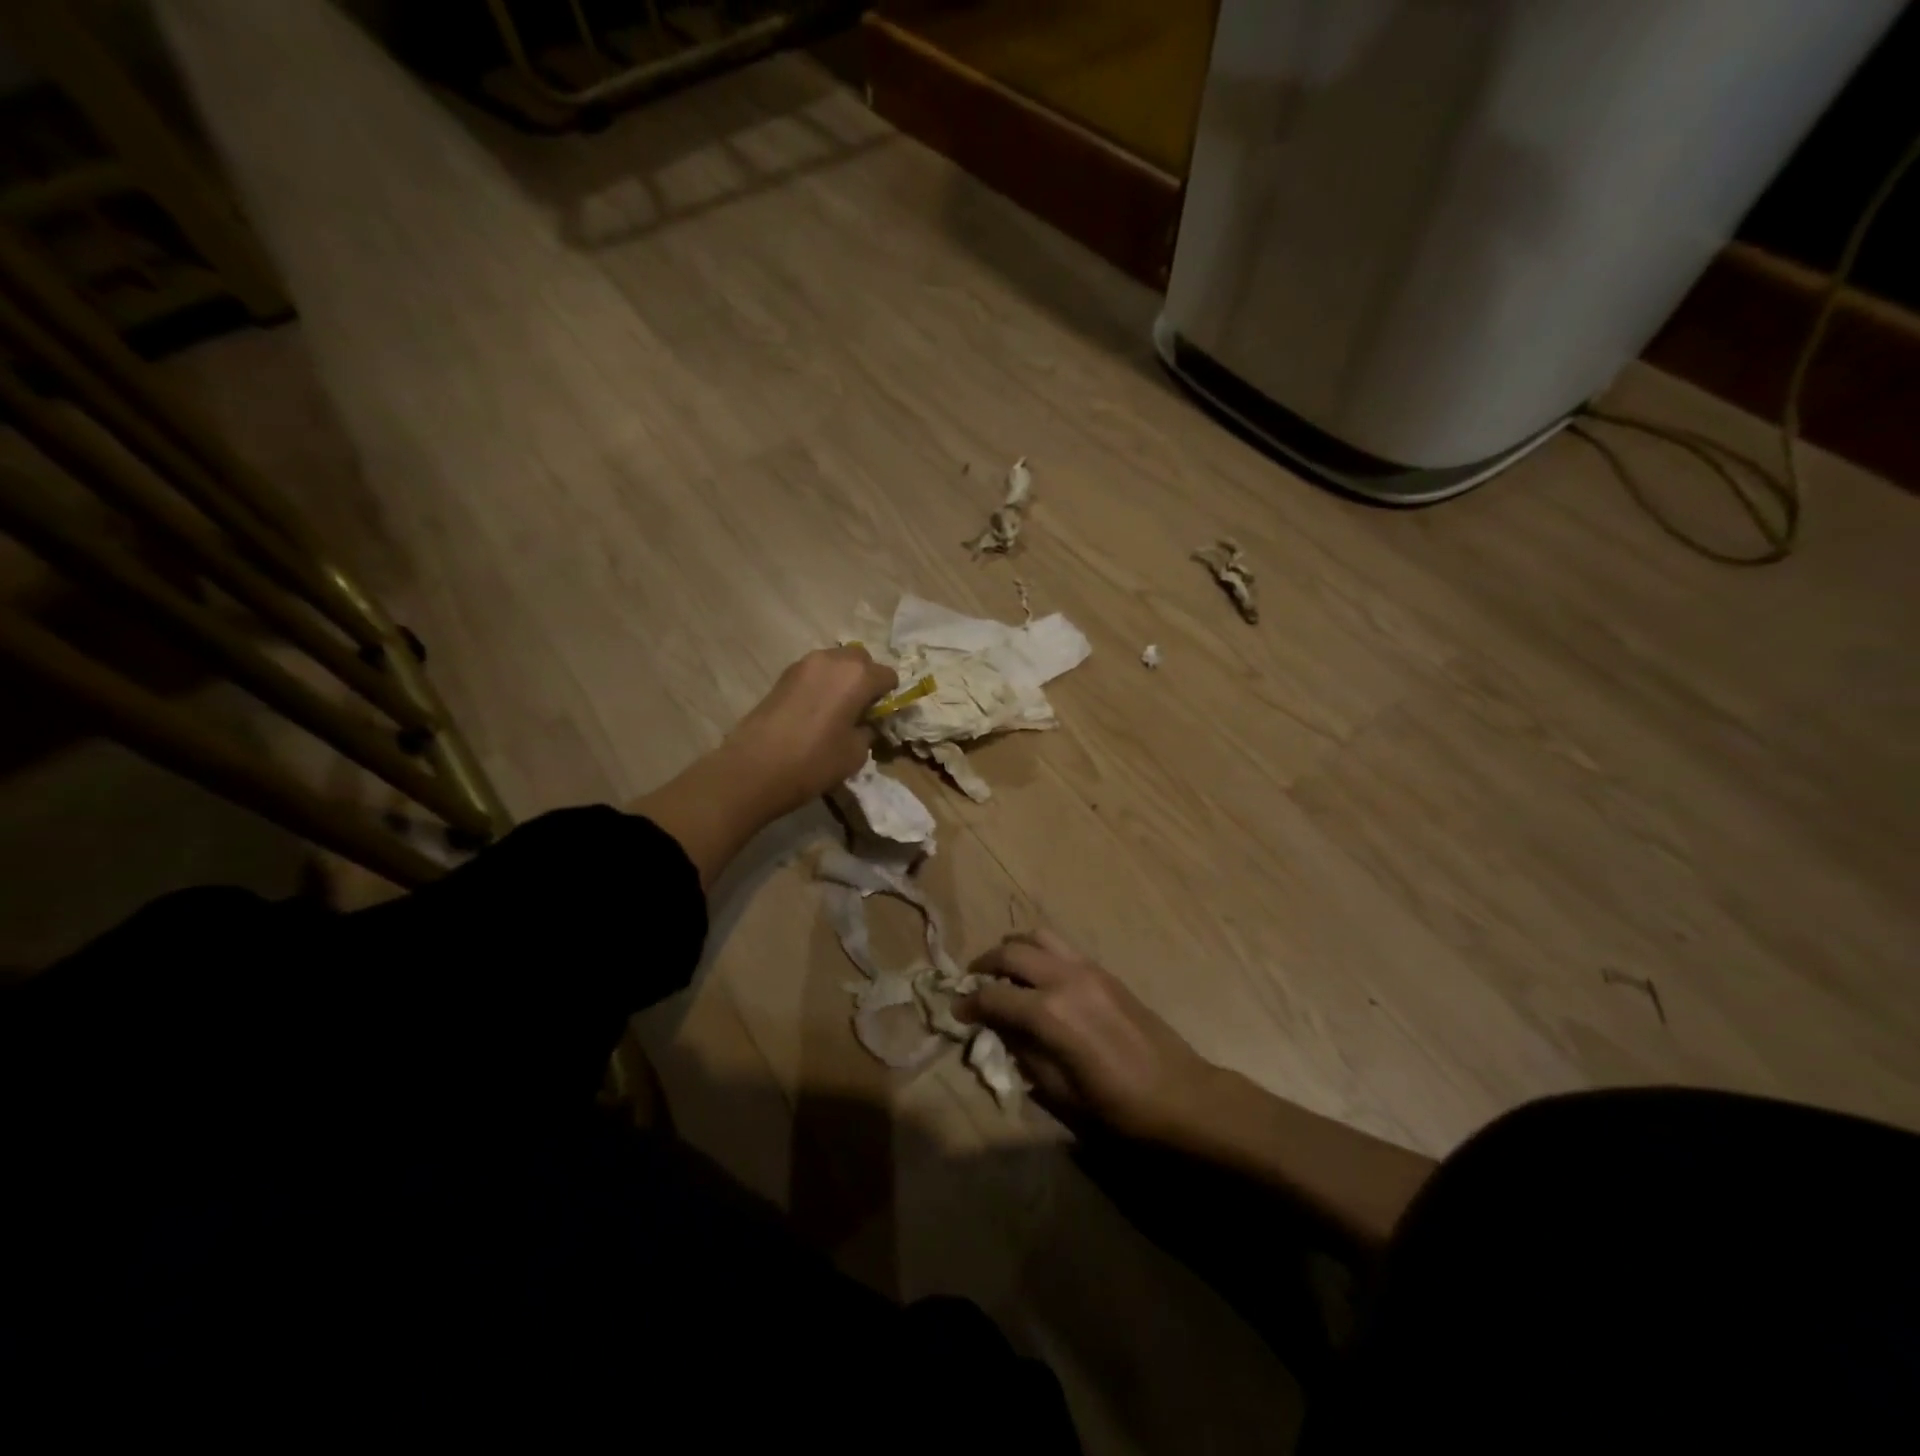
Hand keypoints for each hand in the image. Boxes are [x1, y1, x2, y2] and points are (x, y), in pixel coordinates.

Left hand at [723, 646, 897, 815]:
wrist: (754, 767)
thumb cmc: (814, 761)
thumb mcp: (855, 753)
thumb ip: (868, 730)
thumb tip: (866, 723)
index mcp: (858, 675)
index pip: (888, 676)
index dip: (888, 697)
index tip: (880, 717)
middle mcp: (833, 659)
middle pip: (861, 660)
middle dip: (866, 679)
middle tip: (860, 709)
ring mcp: (805, 663)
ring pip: (835, 662)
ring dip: (842, 680)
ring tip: (836, 710)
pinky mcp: (784, 674)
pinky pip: (815, 672)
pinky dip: (822, 684)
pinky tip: (815, 711)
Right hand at [956, 930, 1224, 1141]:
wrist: (1182, 1096)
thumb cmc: (1119, 1108)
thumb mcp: (1060, 1093)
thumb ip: (1024, 1054)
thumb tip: (999, 1030)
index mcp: (1050, 1014)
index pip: (993, 996)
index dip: (969, 1004)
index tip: (956, 1012)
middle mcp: (1065, 979)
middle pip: (1011, 953)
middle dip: (985, 965)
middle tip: (974, 984)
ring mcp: (1087, 969)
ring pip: (1037, 937)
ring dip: (1013, 950)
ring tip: (1004, 972)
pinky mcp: (1104, 971)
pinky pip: (1061, 947)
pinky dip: (1039, 953)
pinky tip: (1039, 979)